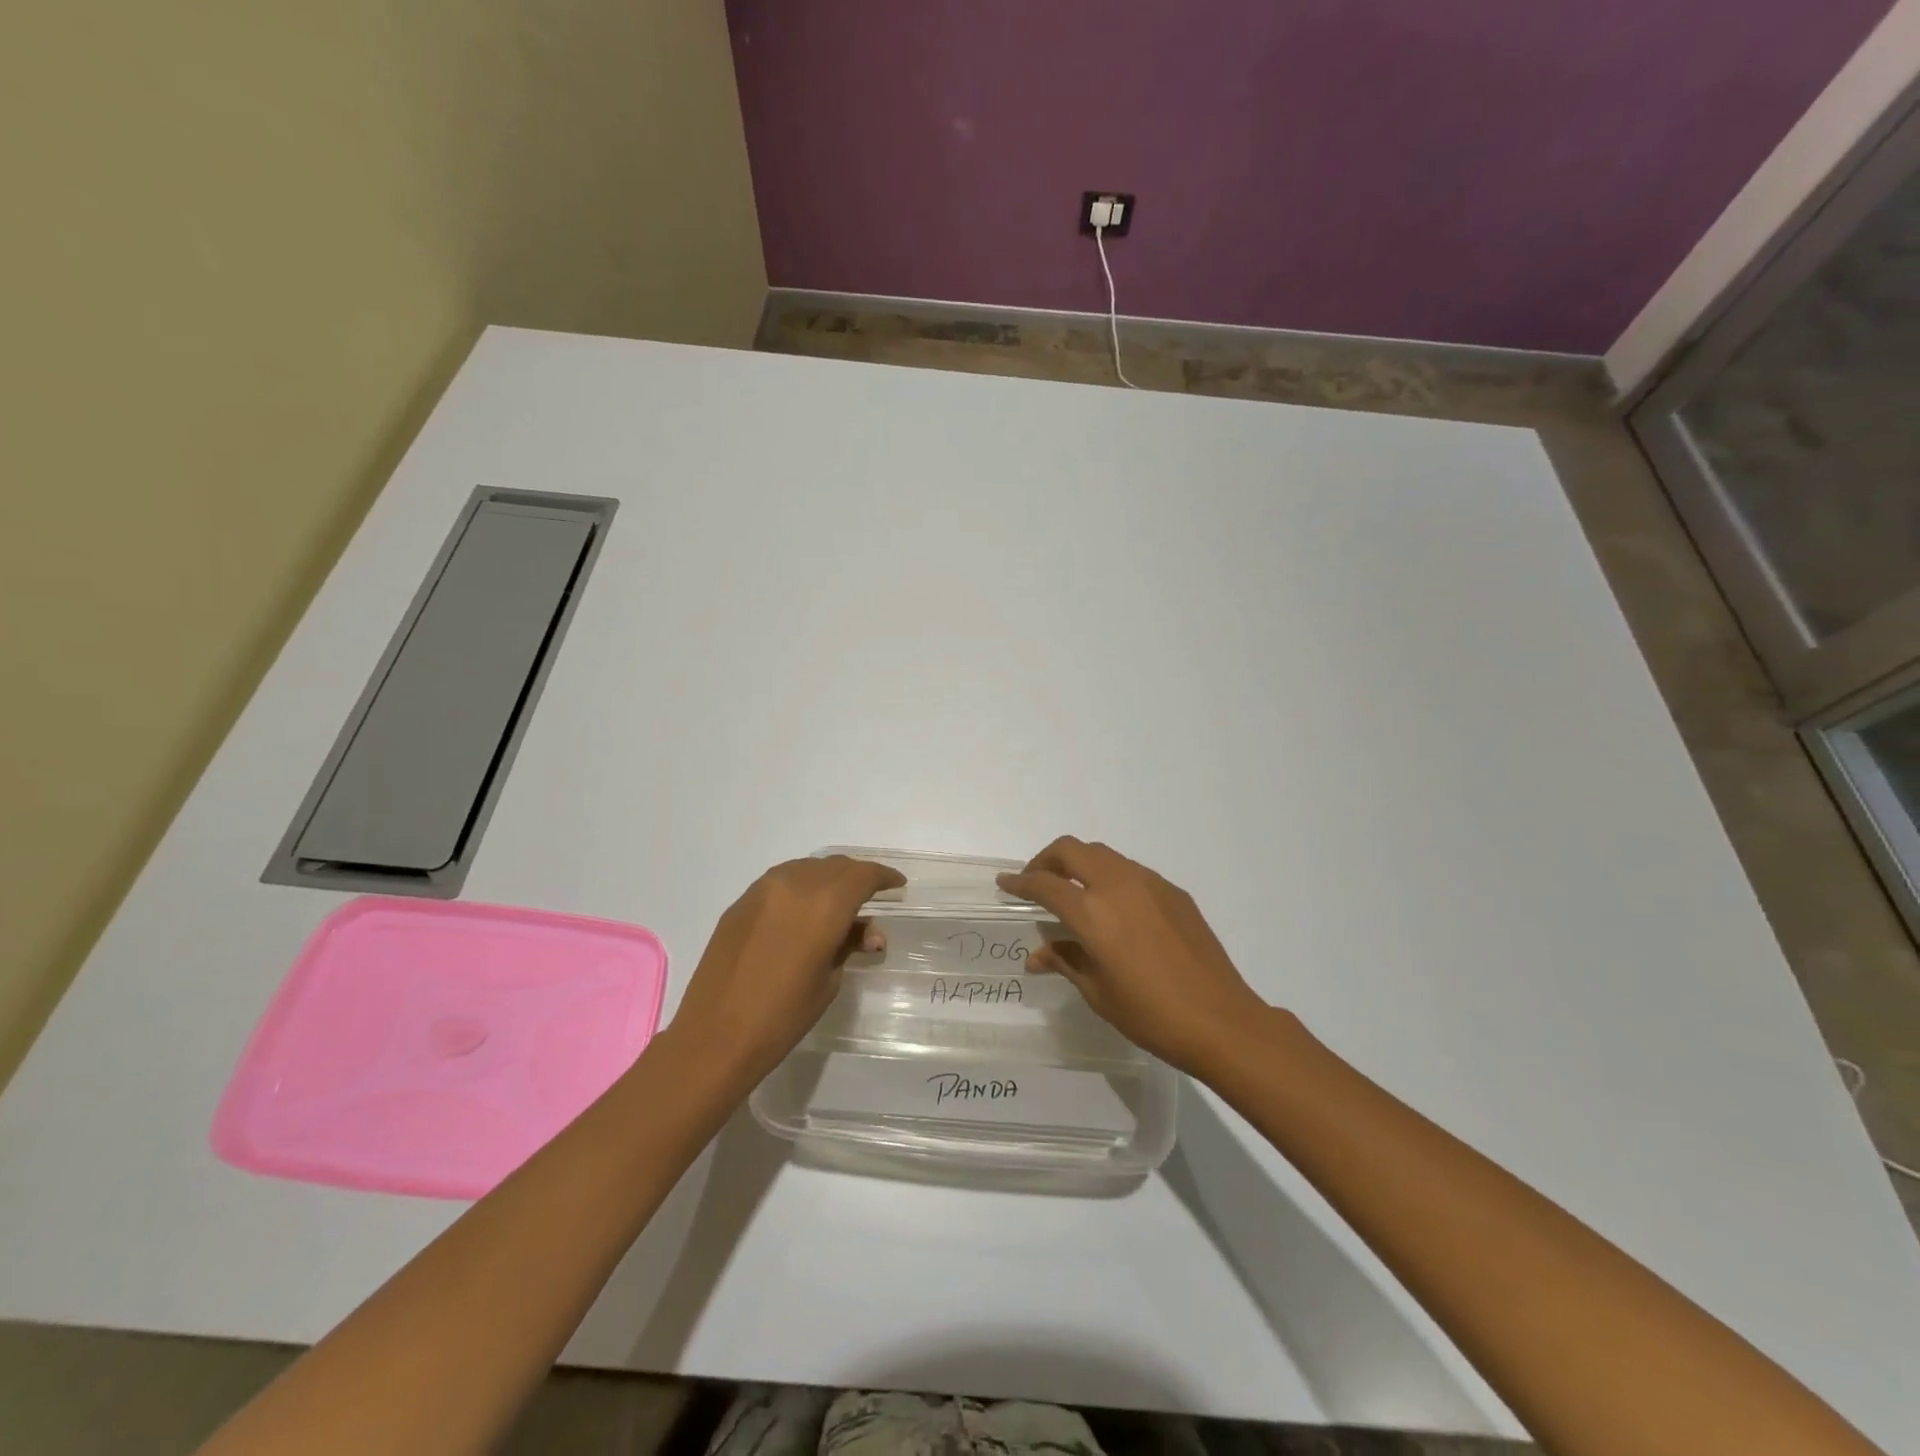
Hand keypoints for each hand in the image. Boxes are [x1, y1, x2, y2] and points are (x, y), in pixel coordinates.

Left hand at [670, 855, 906, 1082]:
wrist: (714, 1036)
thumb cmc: (781, 1017)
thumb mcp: (827, 981)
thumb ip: (849, 945)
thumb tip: (869, 932)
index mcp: (824, 905)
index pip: (862, 876)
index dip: (883, 877)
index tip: (897, 886)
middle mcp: (794, 885)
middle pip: (835, 866)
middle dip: (857, 877)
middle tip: (871, 897)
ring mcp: (763, 890)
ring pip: (807, 868)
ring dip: (828, 878)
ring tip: (838, 902)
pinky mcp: (741, 902)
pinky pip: (781, 880)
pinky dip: (801, 886)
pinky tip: (803, 910)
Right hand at [998, 837, 1272, 1076]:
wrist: (1220, 1020)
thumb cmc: (1150, 1014)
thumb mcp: (1097, 992)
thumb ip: (1065, 961)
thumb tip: (1037, 954)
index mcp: (1092, 912)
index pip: (1044, 884)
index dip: (1020, 882)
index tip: (1006, 884)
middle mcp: (1117, 885)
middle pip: (1071, 849)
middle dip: (1046, 860)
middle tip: (1037, 882)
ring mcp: (1149, 883)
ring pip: (1103, 854)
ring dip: (1080, 864)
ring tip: (1074, 892)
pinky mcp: (1173, 892)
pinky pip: (1131, 871)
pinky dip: (1110, 877)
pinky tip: (1115, 909)